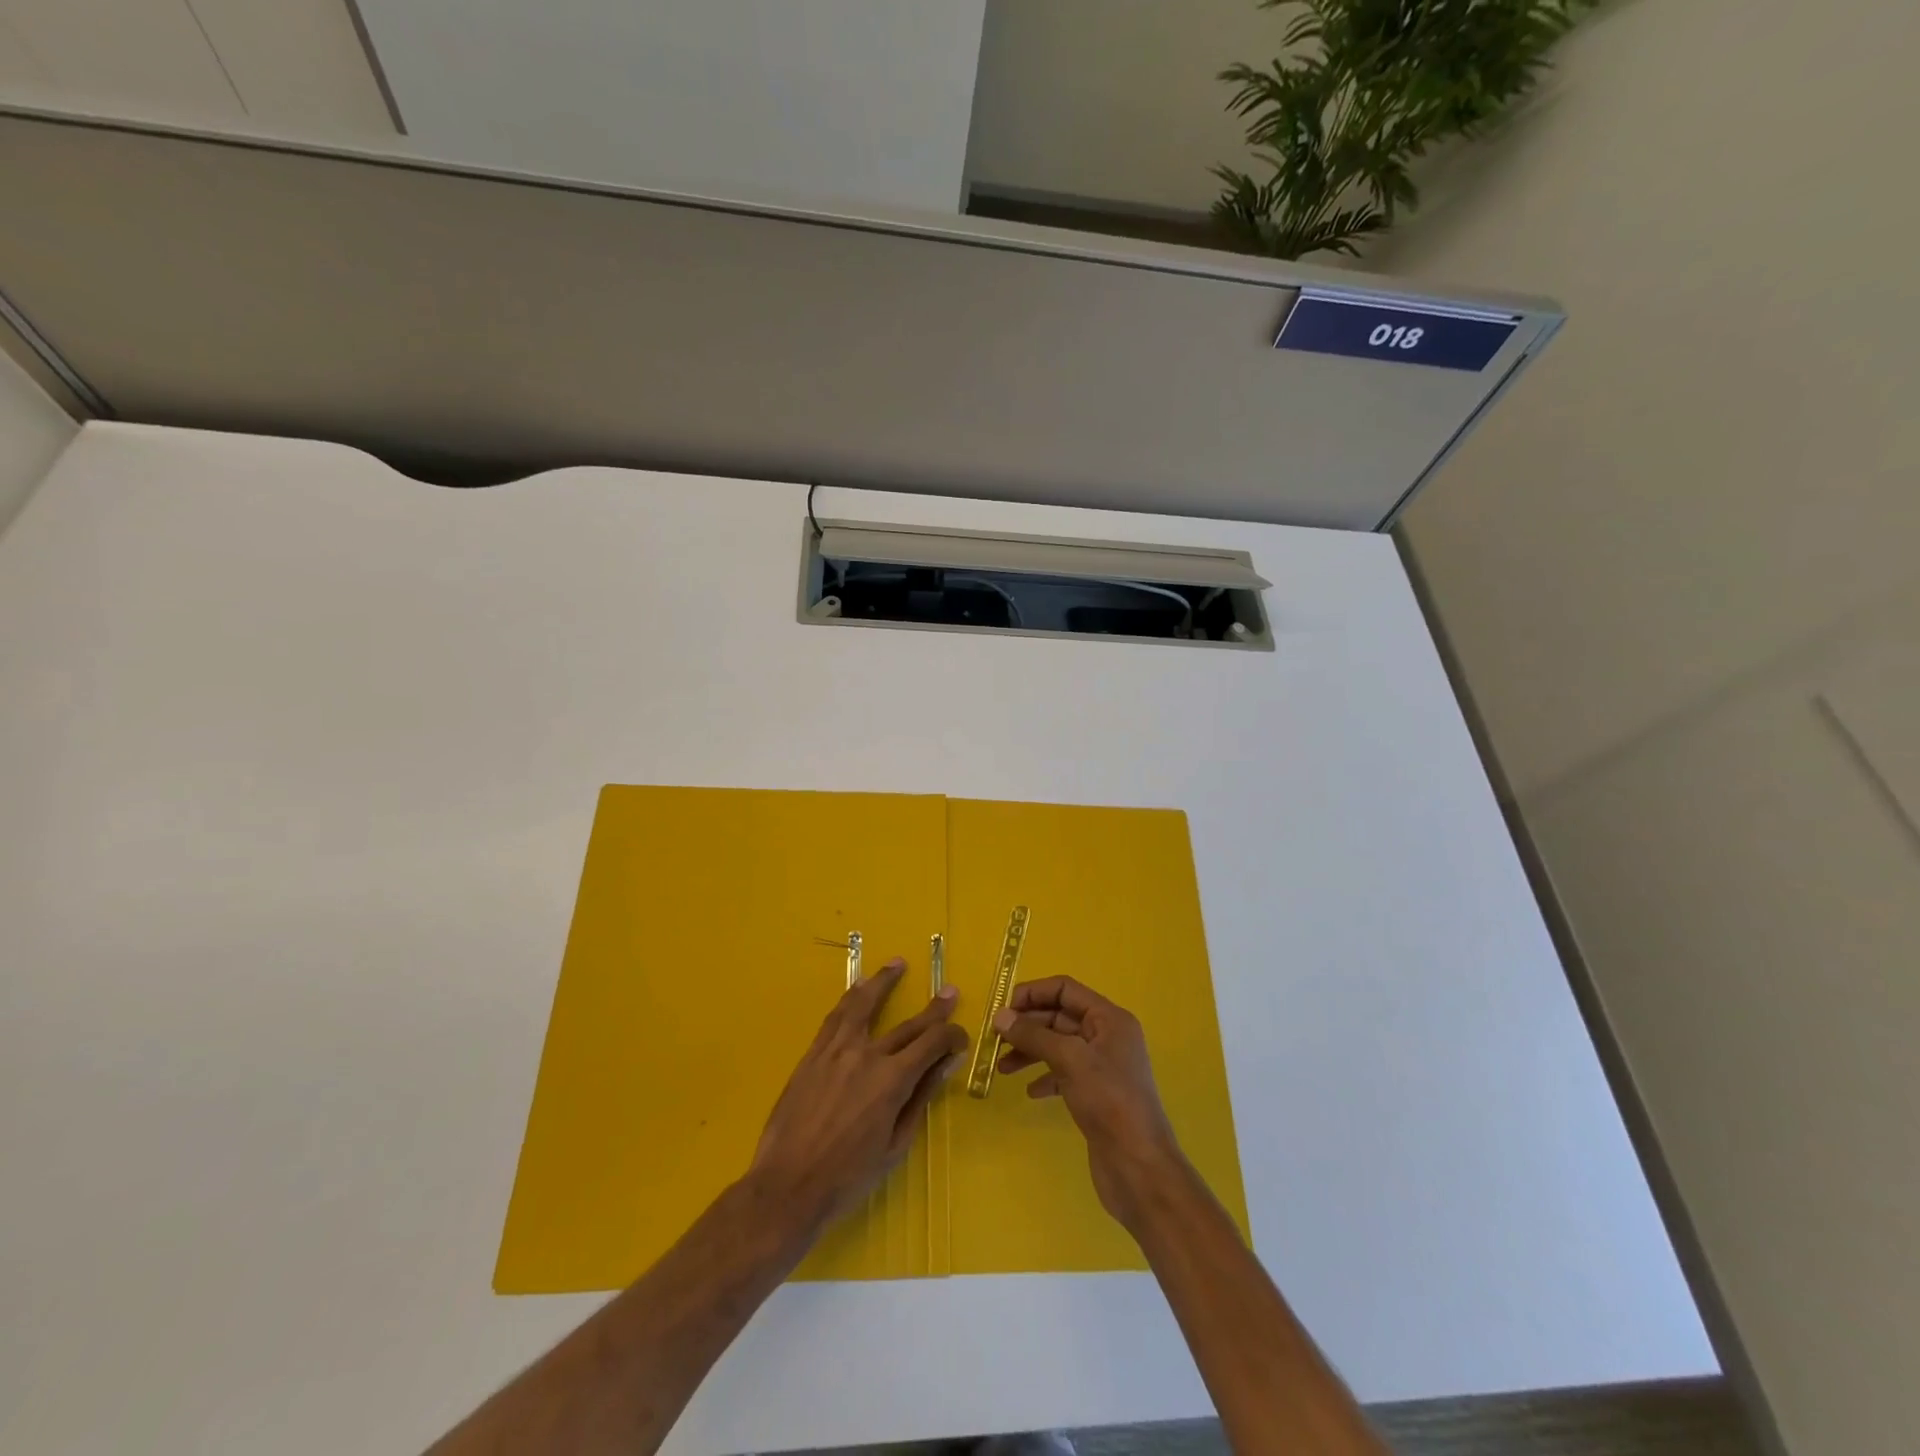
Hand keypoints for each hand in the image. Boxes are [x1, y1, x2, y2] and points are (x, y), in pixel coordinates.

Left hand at [750, 957, 966, 1230]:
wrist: (788, 1186)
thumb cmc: (848, 1176)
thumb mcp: (896, 1144)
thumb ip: (920, 1098)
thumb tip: (946, 1063)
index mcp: (893, 1080)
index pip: (932, 1043)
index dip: (952, 1036)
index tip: (961, 1038)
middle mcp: (867, 1055)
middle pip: (908, 1024)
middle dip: (934, 1009)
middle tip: (950, 992)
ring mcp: (836, 1051)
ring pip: (864, 1004)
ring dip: (883, 982)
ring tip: (897, 964)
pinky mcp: (813, 1054)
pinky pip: (835, 1017)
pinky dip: (849, 999)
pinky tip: (857, 989)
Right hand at [993, 977, 1187, 1233]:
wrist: (1140, 1167)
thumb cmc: (1109, 1102)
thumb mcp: (1070, 1060)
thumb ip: (1034, 1035)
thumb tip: (1000, 1016)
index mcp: (1109, 1019)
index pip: (1065, 989)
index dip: (1033, 993)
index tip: (1002, 1009)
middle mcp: (1107, 1036)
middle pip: (1060, 1016)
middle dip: (1027, 1025)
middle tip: (995, 1039)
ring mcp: (1103, 1067)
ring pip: (1058, 1046)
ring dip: (1030, 1051)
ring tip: (1002, 1067)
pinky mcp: (1096, 1094)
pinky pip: (1064, 1073)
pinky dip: (1044, 1077)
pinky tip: (1030, 1092)